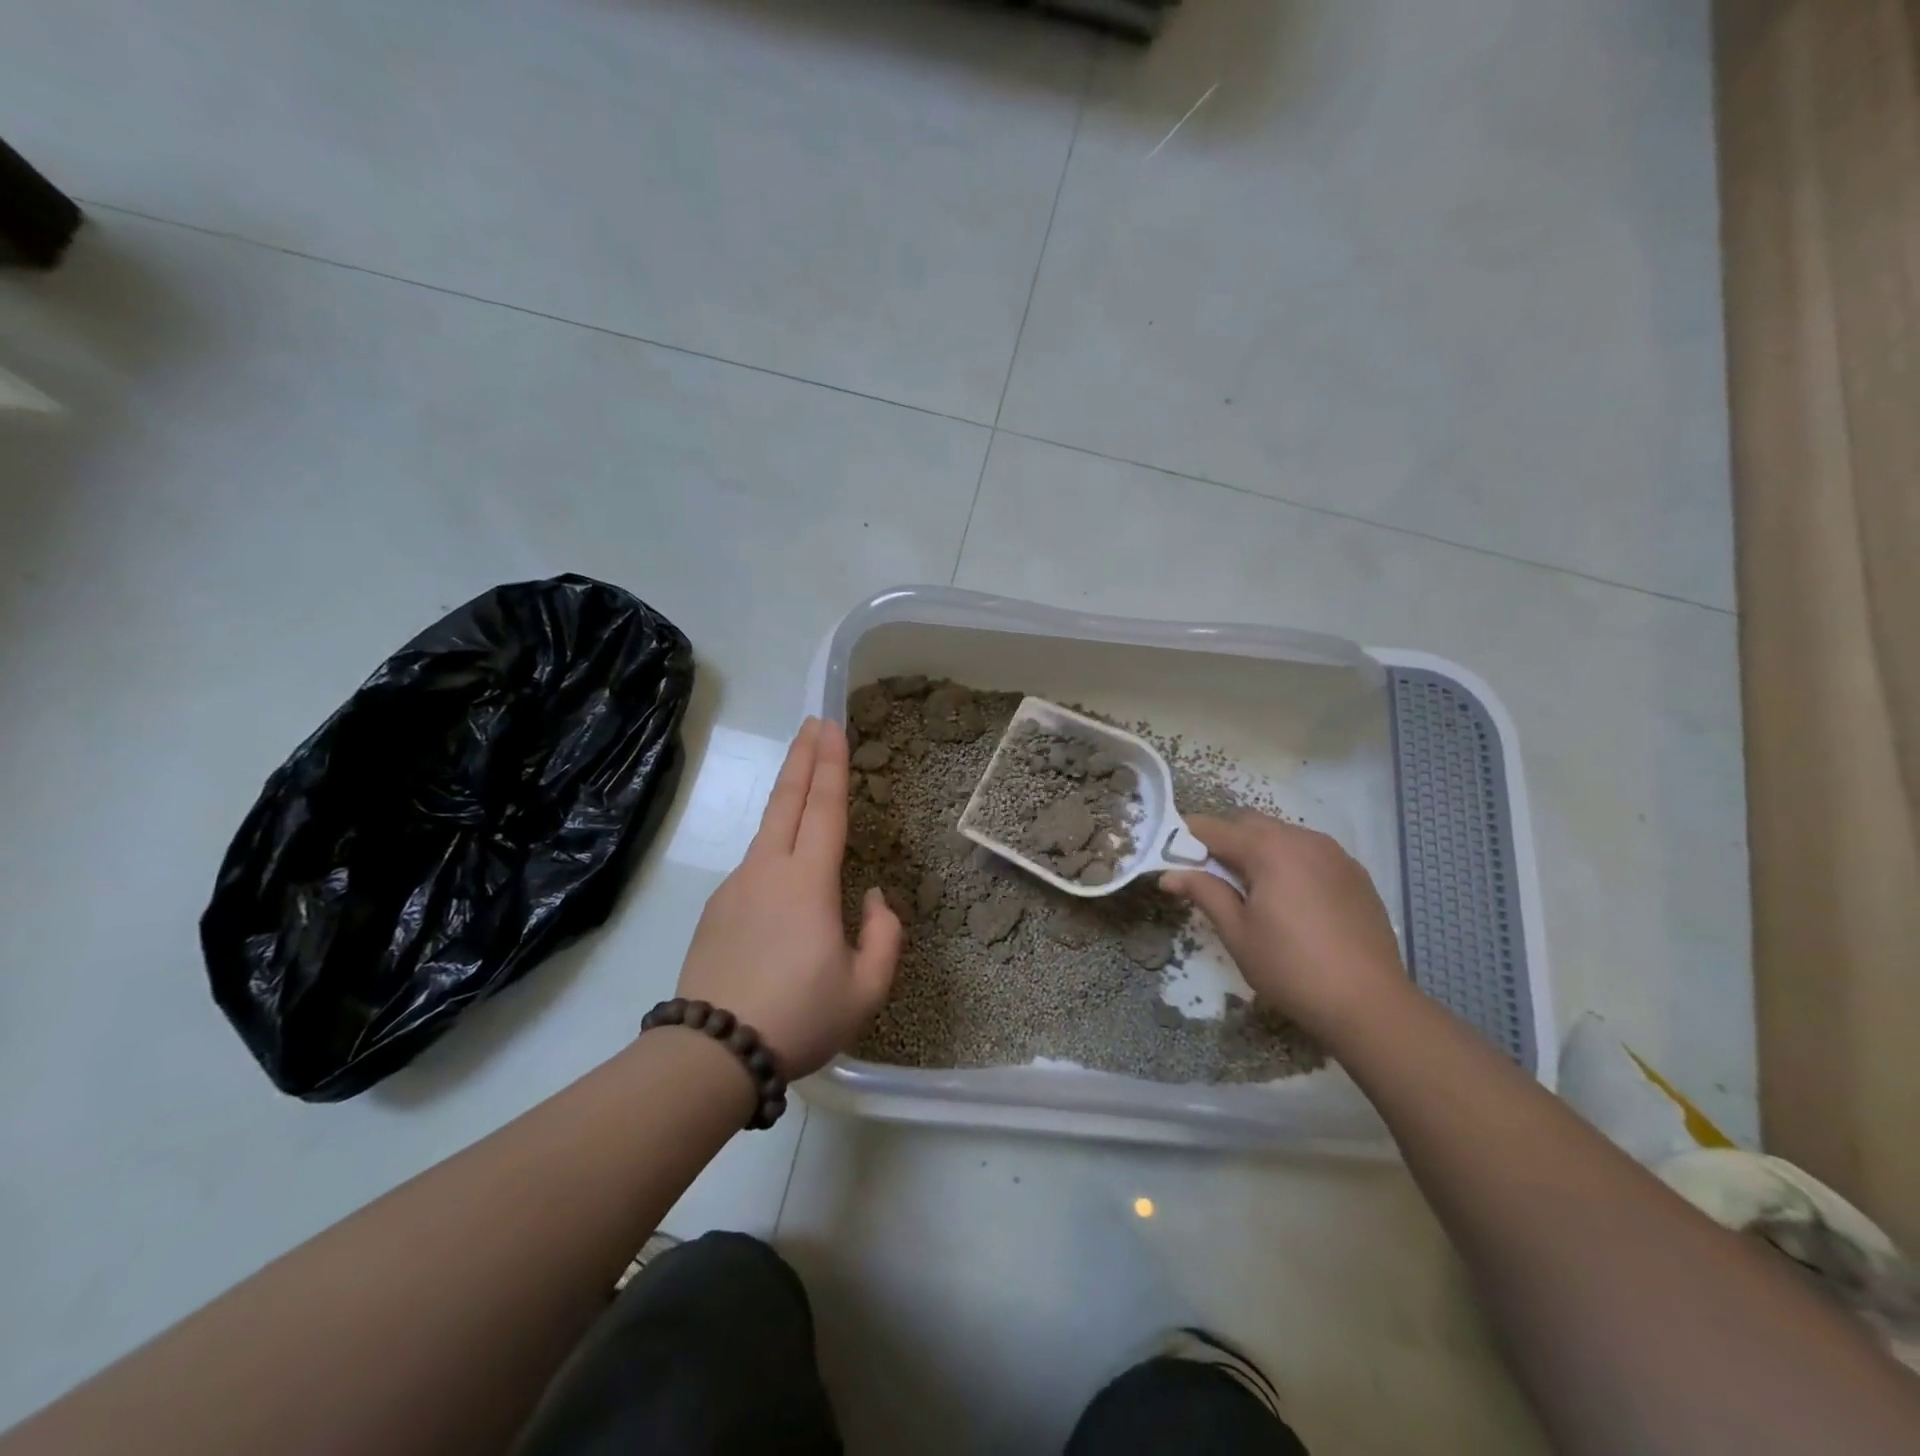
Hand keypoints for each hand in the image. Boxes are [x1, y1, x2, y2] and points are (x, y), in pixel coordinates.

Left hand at [673, 717, 901, 1077]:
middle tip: (814, 722)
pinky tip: (783, 872)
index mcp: (808, 882)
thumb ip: (883, 937)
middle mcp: (768, 871)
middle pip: (788, 801)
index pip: (825, 809)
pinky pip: (754, 865)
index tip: (832, 726)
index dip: (831, 764)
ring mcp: (736, 887)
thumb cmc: (799, 1018)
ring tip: (803, 781)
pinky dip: (774, 847)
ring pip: (767, 830)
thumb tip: (873, 898)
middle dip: (803, 757)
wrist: (712, 1052)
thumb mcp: (865, 990)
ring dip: (788, 797)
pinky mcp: (717, 909)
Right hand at [1161, 813, 1408, 1039]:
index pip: (1214, 828)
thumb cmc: (1291, 968)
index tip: (1171, 857)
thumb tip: (1170, 875)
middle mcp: (1302, 839)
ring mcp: (1334, 854)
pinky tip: (1291, 900)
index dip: (1187, 838)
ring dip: (1258, 850)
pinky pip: (1310, 852)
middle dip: (1224, 841)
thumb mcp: (1238, 933)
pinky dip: (1289, 862)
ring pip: (1282, 835)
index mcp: (1269, 849)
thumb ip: (1204, 893)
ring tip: (1252, 891)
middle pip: (1249, 824)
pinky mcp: (1355, 873)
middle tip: (1211, 878)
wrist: (1370, 1003)